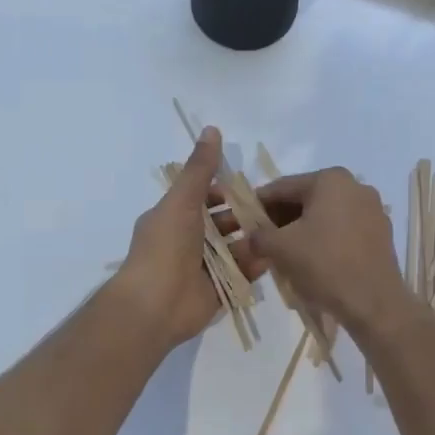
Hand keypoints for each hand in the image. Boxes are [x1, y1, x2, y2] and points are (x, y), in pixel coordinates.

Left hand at [108, 128, 264, 351]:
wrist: (156, 304)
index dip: (224, 192)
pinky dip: (254, 265)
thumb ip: (199, 169)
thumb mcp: (182, 201)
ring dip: (253, 240)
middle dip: (244, 217)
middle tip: (274, 211)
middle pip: (222, 224)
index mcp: (173, 218)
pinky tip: (272, 256)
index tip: (250, 187)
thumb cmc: (165, 247)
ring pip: (234, 249)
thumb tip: (211, 129)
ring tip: (279, 233)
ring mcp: (202, 268)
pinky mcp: (217, 291)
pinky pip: (240, 274)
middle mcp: (187, 242)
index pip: (203, 199)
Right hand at [248, 168, 415, 336]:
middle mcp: (355, 186)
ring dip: (300, 230)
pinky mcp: (380, 234)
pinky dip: (323, 240)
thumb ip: (258, 236)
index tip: (241, 220)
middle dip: (280, 219)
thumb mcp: (280, 248)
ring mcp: (372, 210)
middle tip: (259, 239)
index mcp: (330, 180)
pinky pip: (342, 230)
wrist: (374, 303)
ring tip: (282, 253)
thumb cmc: (324, 265)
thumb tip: (249, 238)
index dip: (257, 204)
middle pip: (305, 199)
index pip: (282, 187)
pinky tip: (310, 260)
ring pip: (324, 216)